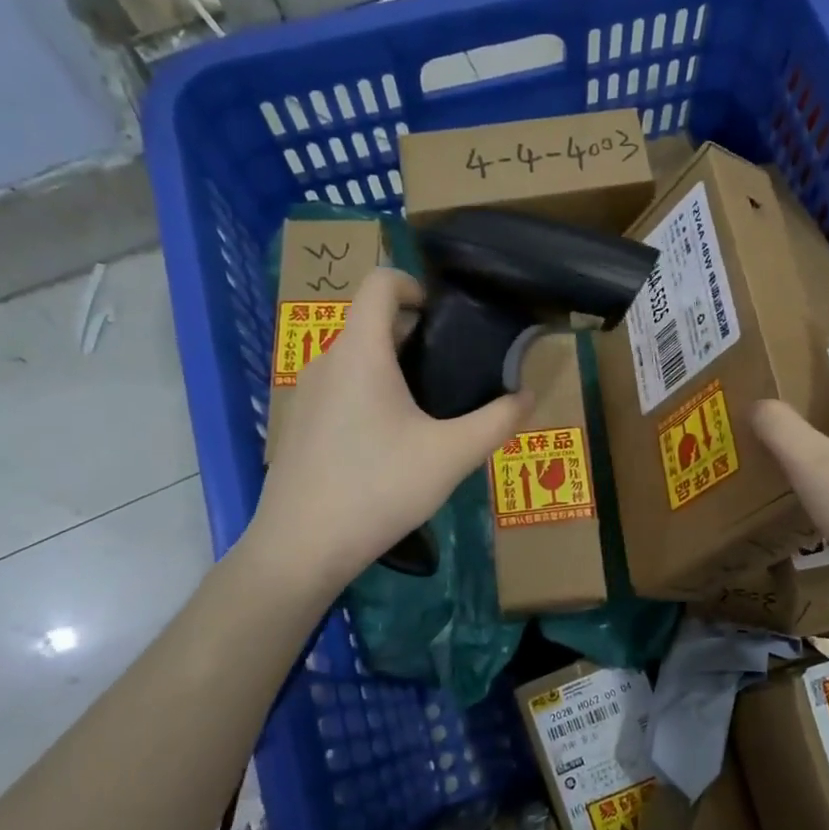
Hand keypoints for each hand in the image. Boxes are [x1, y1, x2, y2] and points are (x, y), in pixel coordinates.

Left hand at [250, 268, 531, 585]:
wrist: (301, 547)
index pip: (380, 282)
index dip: (416, 285)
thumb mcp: (452, 456)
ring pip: (357, 359)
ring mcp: (307, 394)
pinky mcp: (300, 425)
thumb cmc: (379, 488)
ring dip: (396, 369)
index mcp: (361, 352)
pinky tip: (392, 444)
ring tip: (431, 411)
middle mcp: (328, 361)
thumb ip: (497, 421)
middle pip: (372, 322)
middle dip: (417, 336)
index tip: (448, 320)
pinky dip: (372, 395)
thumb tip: (527, 396)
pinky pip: (342, 389)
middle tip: (456, 372)